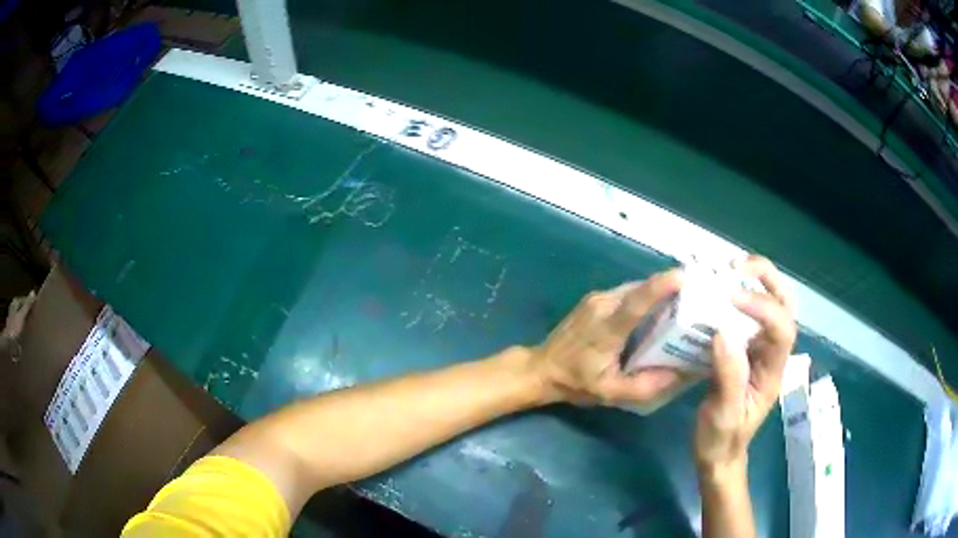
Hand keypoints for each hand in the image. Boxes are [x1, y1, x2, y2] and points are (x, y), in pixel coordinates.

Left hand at [533, 269, 685, 405]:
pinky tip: (657, 310)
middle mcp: (602, 305)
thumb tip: (682, 374)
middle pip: (641, 290)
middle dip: (669, 288)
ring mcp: (596, 299)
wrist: (541, 369)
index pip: (635, 303)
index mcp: (606, 329)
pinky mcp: (595, 299)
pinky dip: (645, 297)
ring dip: (658, 293)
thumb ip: (646, 386)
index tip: (682, 276)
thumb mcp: (611, 393)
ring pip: (634, 289)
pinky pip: (626, 293)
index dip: (659, 287)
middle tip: (697, 296)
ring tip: (684, 303)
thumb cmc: (575, 382)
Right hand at [694, 256, 796, 470]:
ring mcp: (762, 350)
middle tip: (738, 266)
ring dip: (760, 280)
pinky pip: (753, 314)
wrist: (719, 454)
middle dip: (769, 280)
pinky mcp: (748, 349)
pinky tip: (723, 290)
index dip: (764, 308)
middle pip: (787, 306)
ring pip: (775, 304)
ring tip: (732, 269)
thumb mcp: (723, 415)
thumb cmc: (721, 439)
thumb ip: (728, 376)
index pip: (782, 330)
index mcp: (773, 372)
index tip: (732, 298)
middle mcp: (774, 354)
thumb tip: (722, 332)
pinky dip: (744, 293)